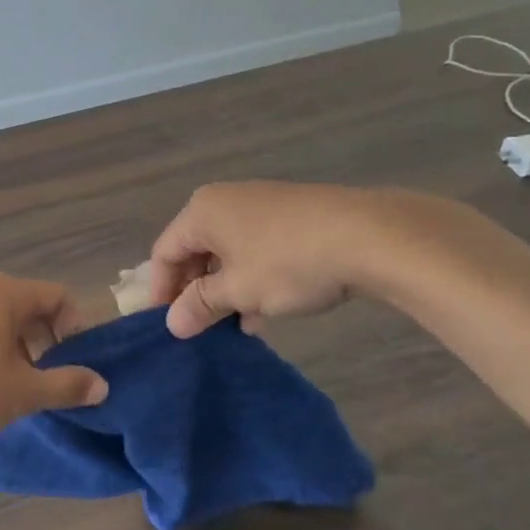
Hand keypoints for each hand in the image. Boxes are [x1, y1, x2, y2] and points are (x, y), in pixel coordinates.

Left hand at [0, 275, 108, 448]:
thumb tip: (101, 385)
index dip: (76, 328)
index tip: (75, 364)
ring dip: (16, 349)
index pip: (57, 296)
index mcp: (2, 292)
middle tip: (47, 381)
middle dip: (45, 342)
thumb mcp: (21, 392)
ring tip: (14, 388)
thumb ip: (66, 385)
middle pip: (27, 306)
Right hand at [148, 182, 458, 337]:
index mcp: (201, 211)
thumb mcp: (238, 290)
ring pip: (227, 252)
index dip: (161, 290)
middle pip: (194, 250)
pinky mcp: (291, 216)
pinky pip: (255, 249)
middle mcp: (224, 201)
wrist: (369, 236)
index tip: (166, 325)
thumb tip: (173, 324)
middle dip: (194, 291)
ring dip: (224, 289)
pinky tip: (263, 312)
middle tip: (198, 327)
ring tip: (231, 326)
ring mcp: (260, 206)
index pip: (164, 252)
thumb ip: (200, 305)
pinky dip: (251, 278)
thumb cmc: (287, 262)